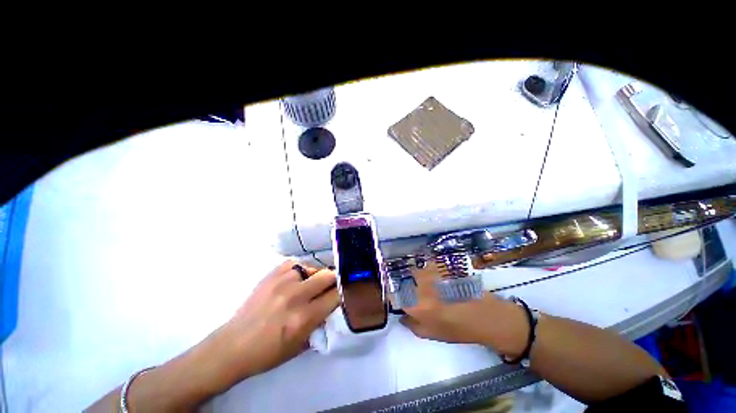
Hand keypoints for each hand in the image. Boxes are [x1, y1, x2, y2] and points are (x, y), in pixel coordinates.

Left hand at [213, 260, 339, 379]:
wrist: (234, 345)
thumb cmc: (268, 352)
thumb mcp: (301, 345)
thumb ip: (320, 323)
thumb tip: (332, 305)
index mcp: (304, 318)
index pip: (335, 296)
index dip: (342, 293)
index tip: (343, 293)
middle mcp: (295, 296)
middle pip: (327, 276)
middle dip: (334, 280)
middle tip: (332, 285)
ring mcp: (282, 282)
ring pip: (312, 268)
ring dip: (316, 276)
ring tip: (311, 284)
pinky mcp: (271, 275)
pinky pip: (295, 264)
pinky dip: (300, 270)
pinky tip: (297, 278)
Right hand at [400, 266, 527, 356]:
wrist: (485, 316)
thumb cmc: (458, 329)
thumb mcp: (432, 334)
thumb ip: (412, 325)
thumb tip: (402, 316)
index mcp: (416, 305)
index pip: (395, 296)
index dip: (394, 296)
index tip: (398, 298)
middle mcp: (420, 287)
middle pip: (404, 280)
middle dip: (405, 285)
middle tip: (413, 292)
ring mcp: (431, 275)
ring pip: (416, 271)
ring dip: (416, 275)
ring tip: (424, 283)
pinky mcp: (442, 268)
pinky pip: (428, 266)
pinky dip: (427, 269)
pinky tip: (434, 277)